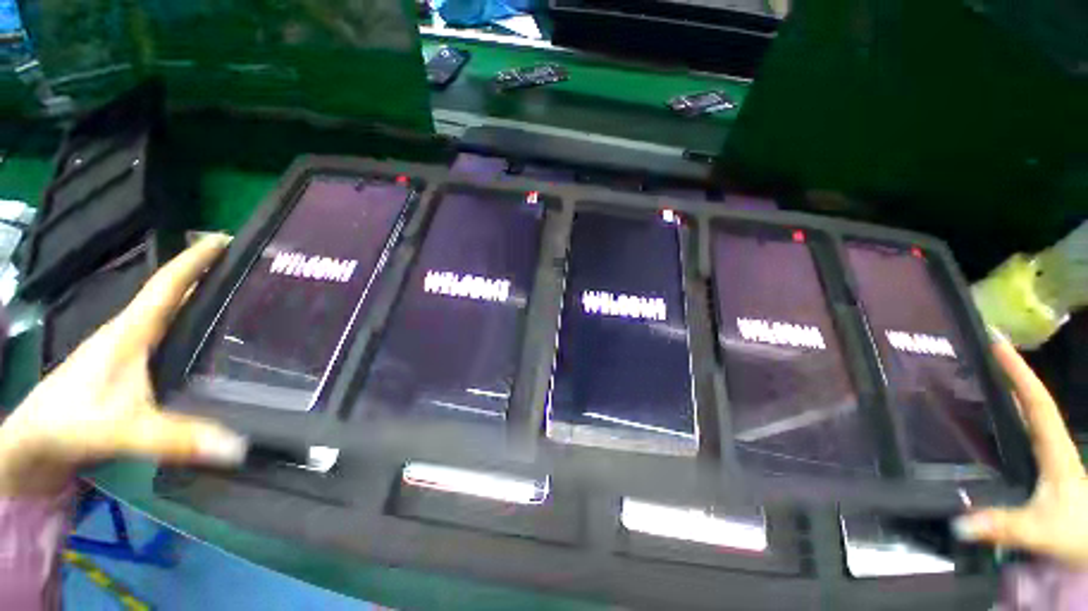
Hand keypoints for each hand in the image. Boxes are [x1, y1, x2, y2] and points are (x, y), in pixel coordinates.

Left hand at [0, 235, 245, 496]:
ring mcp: (131, 349)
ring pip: (173, 315)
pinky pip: (170, 336)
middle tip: (253, 270)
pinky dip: (194, 327)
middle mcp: (133, 331)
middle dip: (211, 276)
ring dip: (203, 301)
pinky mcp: (132, 367)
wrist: (34, 444)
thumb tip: (239, 446)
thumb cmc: (70, 421)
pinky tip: (213, 340)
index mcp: (131, 330)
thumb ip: (176, 438)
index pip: (168, 284)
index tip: (227, 238)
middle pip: (175, 294)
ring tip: (243, 300)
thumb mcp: (122, 429)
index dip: (196, 259)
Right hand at [953, 338, 1087, 567]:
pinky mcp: (1048, 467)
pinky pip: (1030, 431)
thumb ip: (1003, 526)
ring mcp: (1053, 456)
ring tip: (990, 374)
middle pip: (1036, 401)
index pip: (1037, 402)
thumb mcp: (1041, 532)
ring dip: (1016, 391)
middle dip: (1016, 373)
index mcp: (1055, 449)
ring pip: (1035, 414)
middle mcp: (1055, 445)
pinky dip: (1017, 413)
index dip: (1019, 372)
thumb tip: (958, 522)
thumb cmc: (1078, 532)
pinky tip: (1001, 416)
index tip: (998, 343)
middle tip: (989, 351)